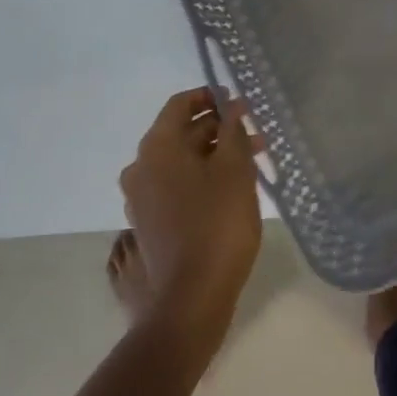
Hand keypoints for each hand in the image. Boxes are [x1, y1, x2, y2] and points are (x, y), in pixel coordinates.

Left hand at [120, 88, 264, 343]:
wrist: (191, 298)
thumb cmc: (216, 223)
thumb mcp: (234, 169)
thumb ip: (233, 131)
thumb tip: (231, 109)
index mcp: (157, 148)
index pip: (180, 104)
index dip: (210, 97)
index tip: (239, 103)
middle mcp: (141, 168)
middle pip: (181, 133)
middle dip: (219, 129)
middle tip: (255, 134)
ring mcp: (141, 199)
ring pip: (181, 162)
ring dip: (214, 154)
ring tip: (253, 161)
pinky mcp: (150, 223)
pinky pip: (176, 185)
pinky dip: (202, 177)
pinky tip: (232, 188)